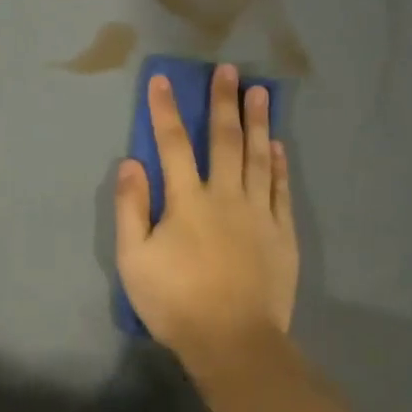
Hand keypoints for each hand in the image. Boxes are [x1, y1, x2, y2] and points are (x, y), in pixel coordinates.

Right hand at [113, 65, 297, 359]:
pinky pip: (280, 188)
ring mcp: (258, 212)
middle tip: (228, 70)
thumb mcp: (133, 259)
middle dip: (222, 102)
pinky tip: (278, 145)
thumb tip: (131, 162)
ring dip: (257, 122)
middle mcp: (224, 196)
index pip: (171, 144)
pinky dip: (279, 163)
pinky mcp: (281, 232)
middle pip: (224, 140)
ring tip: (260, 92)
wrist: (232, 340)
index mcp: (186, 201)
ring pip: (258, 157)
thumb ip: (130, 208)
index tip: (162, 80)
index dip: (165, 110)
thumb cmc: (175, 301)